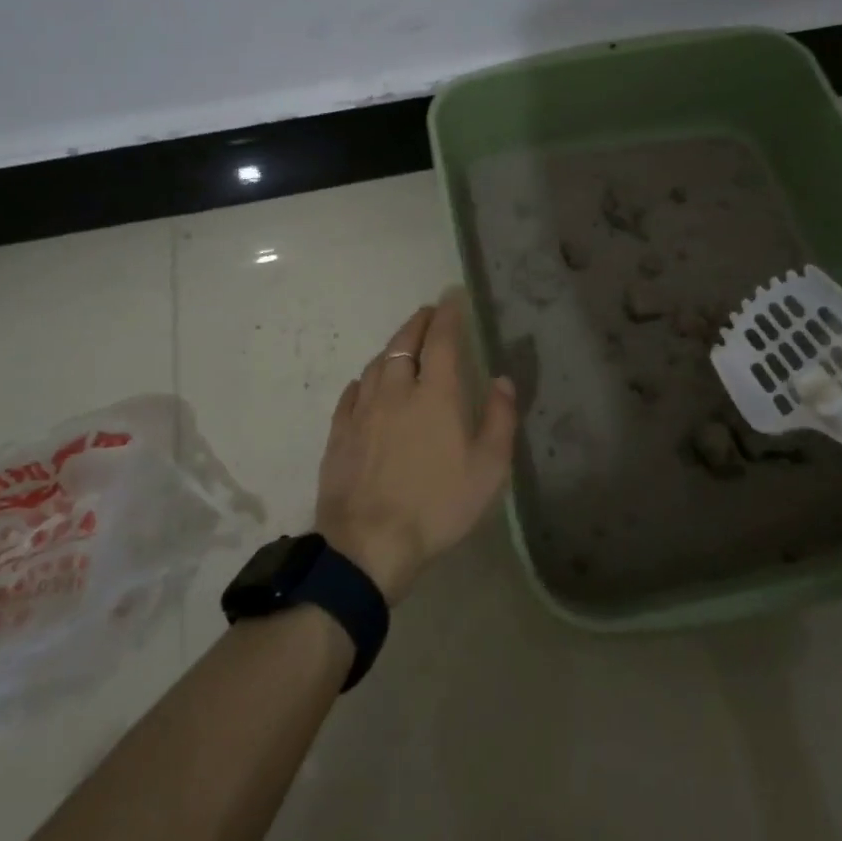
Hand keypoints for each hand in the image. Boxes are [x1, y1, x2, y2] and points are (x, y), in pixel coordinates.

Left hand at [314, 292, 518, 604]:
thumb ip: (501, 419)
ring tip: (402, 345)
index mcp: (434, 395)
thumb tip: (502, 379)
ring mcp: (362, 411)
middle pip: (404, 344)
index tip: (452, 297)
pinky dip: (364, 380)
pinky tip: (365, 384)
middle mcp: (395, 391)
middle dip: (418, 323)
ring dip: (392, 348)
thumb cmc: (437, 505)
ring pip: (376, 365)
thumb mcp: (489, 469)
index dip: (448, 315)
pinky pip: (351, 394)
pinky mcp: (339, 434)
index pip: (441, 340)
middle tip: (428, 312)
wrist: (369, 544)